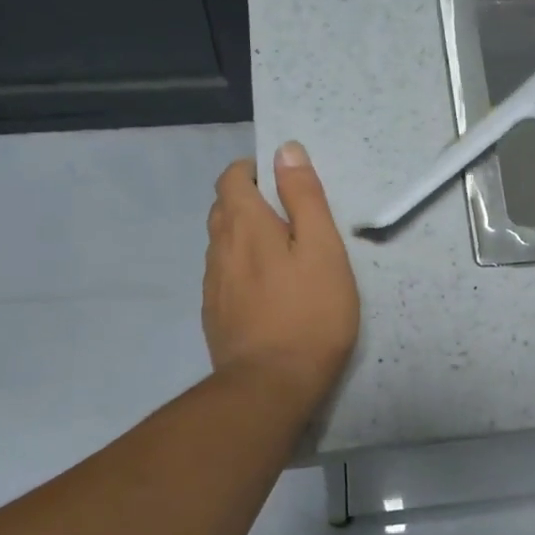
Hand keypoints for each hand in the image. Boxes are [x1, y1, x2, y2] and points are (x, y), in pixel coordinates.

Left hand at [204, 142, 359, 407]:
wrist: (271, 385)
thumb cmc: (309, 313)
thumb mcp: (322, 249)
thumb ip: (304, 197)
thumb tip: (286, 149)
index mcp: (243, 224)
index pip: (232, 178)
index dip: (252, 171)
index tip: (281, 183)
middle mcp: (218, 248)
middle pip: (223, 209)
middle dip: (249, 202)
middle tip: (289, 220)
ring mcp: (212, 285)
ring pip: (222, 245)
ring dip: (245, 238)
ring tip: (281, 257)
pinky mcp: (214, 315)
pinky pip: (224, 277)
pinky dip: (241, 270)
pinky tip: (267, 293)